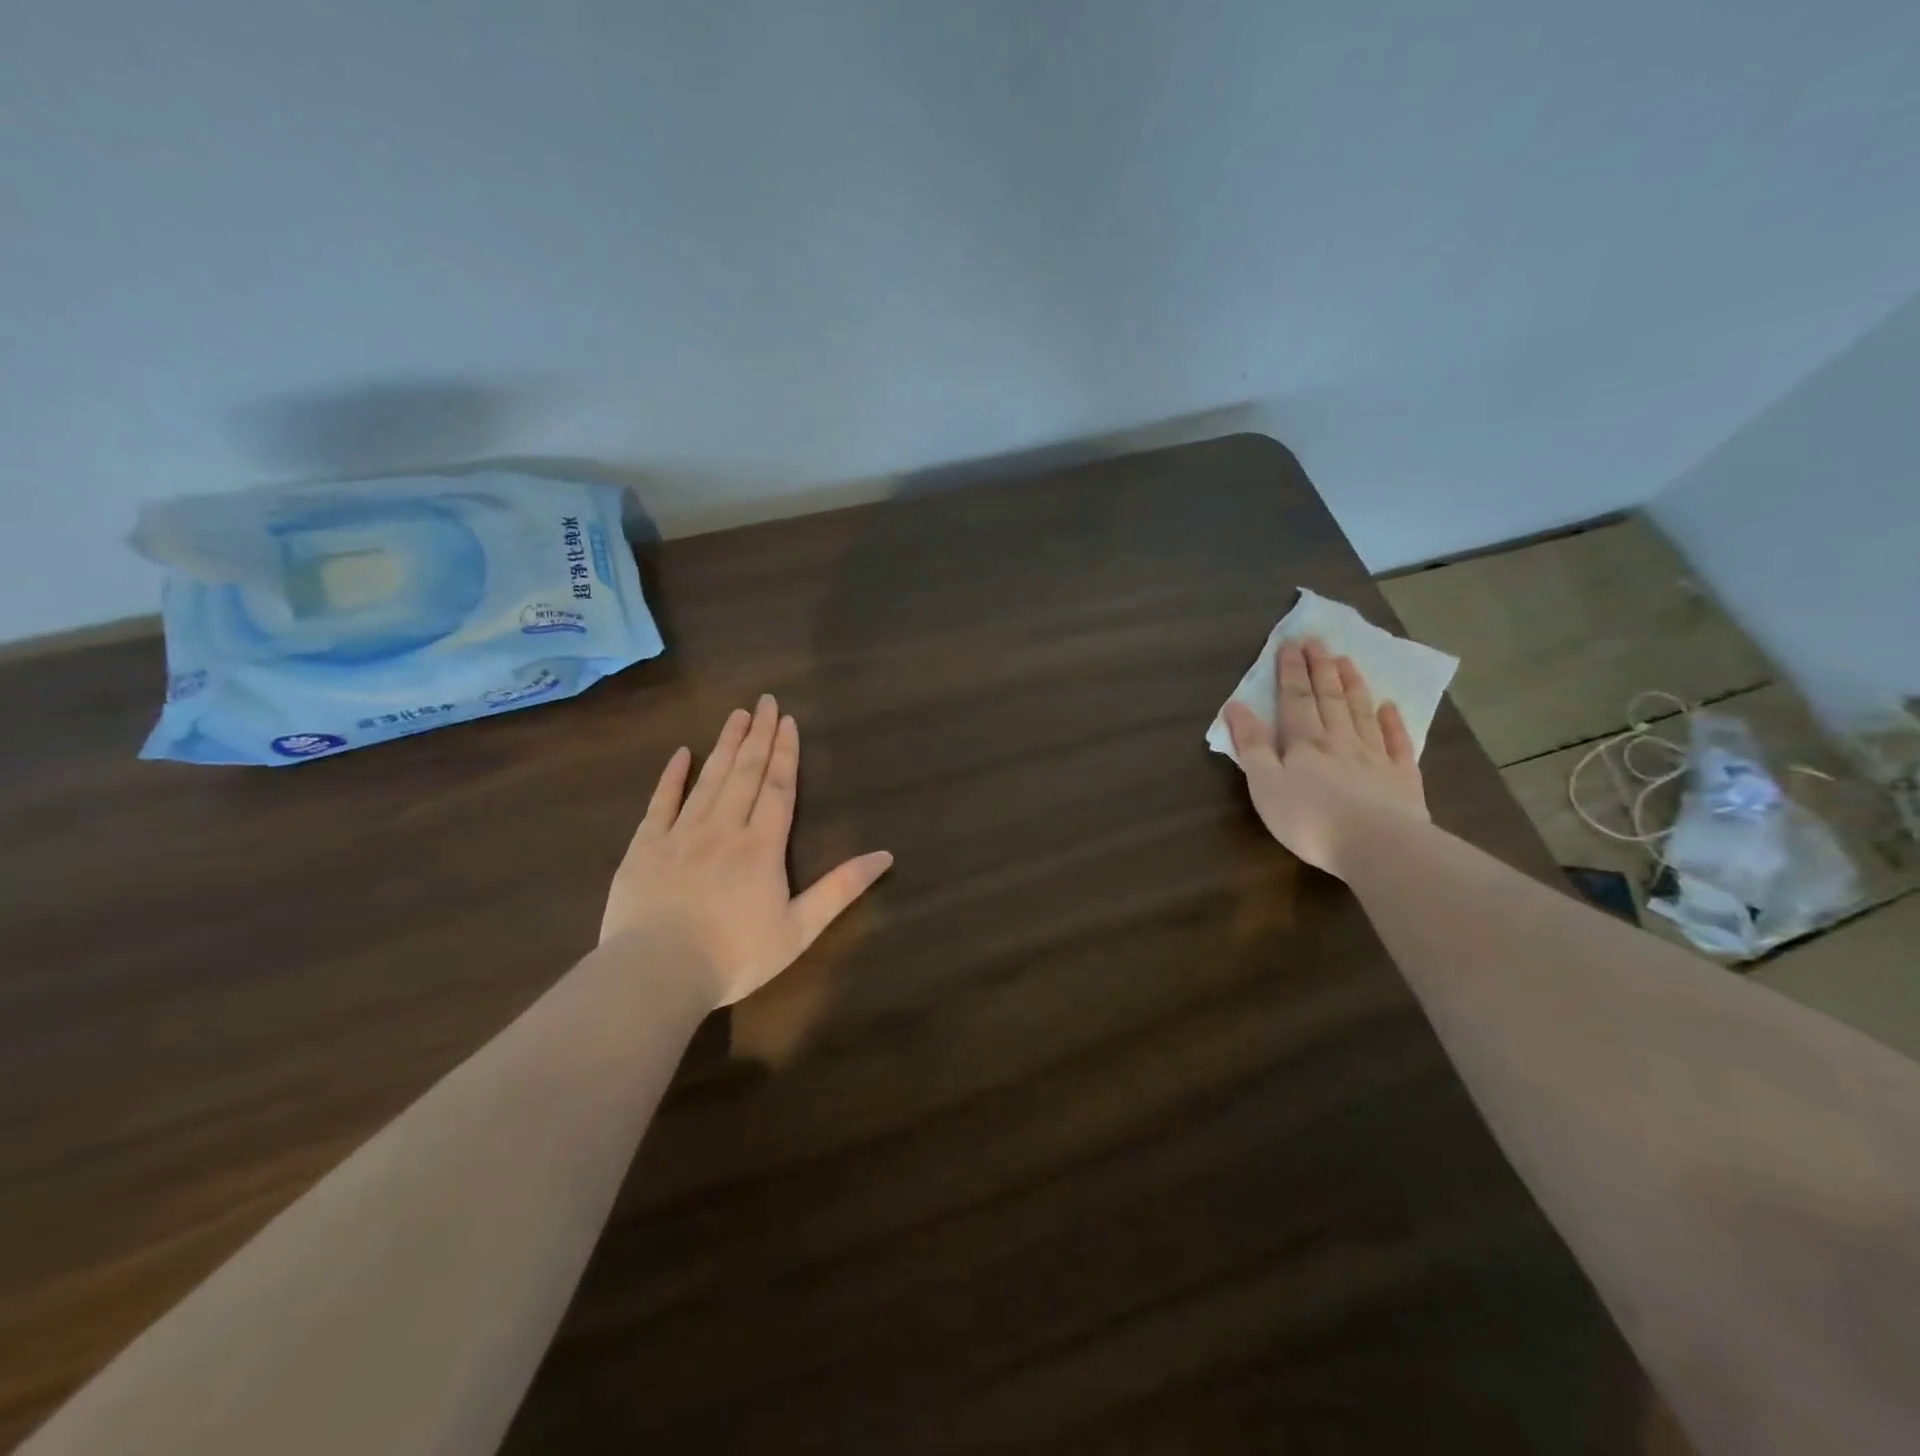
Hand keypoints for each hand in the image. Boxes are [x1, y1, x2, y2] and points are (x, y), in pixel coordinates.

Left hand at [601, 695, 893, 1006]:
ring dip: (725, 745)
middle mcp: (724, 828)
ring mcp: (681, 834)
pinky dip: (672, 776)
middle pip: (745, 772)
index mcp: (762, 846)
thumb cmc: (735, 956)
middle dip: (758, 735)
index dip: (785, 752)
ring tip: (736, 715)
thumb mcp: (800, 929)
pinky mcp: (645, 847)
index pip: (778, 787)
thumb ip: (840, 889)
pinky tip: (681, 754)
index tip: (788, 721)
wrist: (656, 973)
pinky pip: (661, 802)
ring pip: (708, 779)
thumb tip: (885, 856)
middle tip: (765, 701)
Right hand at [1222, 636, 1427, 876]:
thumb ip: (1252, 745)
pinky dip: (1392, 722)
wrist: (1377, 846)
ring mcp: (1375, 758)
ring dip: (1352, 685)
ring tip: (1346, 661)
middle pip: (1329, 698)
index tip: (1290, 644)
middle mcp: (1340, 741)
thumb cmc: (1309, 819)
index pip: (1295, 699)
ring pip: (1361, 713)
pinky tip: (1389, 707)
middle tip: (1316, 641)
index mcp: (1304, 743)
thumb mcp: (1264, 784)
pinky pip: (1396, 743)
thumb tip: (1235, 706)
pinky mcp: (1402, 779)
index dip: (1291, 671)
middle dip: (1320, 668)